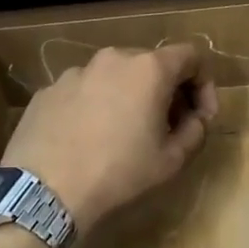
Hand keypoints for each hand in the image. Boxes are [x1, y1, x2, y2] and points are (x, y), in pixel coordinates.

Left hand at [2, 43, 217, 235]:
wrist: (45, 191)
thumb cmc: (118, 172)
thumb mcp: (172, 160)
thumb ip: (195, 131)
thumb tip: (194, 118)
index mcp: (148, 69)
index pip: (191, 57)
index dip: (204, 84)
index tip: (202, 116)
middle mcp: (112, 59)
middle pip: (152, 64)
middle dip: (168, 91)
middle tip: (169, 127)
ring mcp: (75, 72)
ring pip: (115, 77)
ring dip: (130, 97)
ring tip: (125, 134)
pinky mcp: (48, 90)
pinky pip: (85, 91)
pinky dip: (96, 106)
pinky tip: (89, 139)